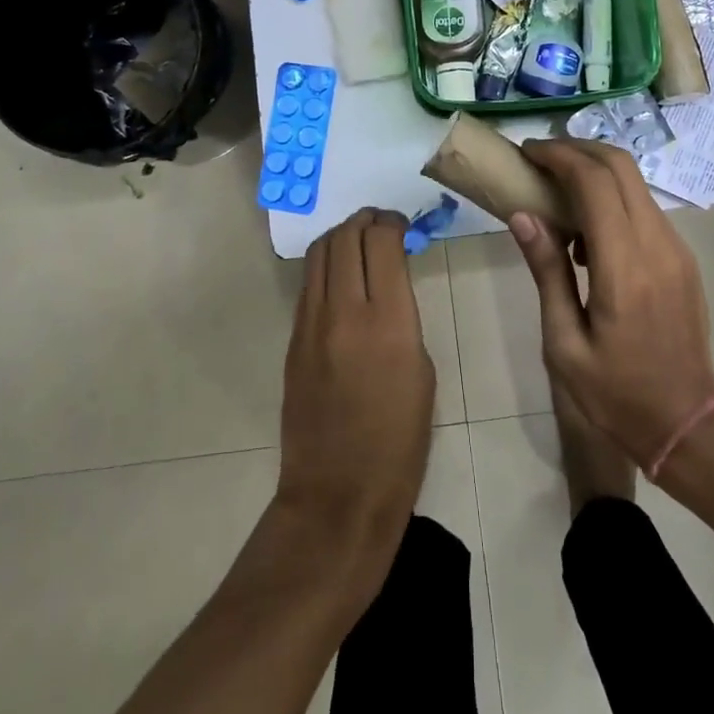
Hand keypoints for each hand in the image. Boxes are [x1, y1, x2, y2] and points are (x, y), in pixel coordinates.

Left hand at [276, 208, 434, 568]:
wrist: (339, 493)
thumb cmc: (399, 441)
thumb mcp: (421, 370)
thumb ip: (403, 316)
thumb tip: (389, 285)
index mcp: (388, 321)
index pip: (381, 242)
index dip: (392, 223)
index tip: (402, 224)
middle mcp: (344, 311)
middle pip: (346, 237)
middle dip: (365, 220)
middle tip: (381, 223)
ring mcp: (311, 324)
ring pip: (320, 254)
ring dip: (341, 236)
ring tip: (359, 239)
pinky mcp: (293, 340)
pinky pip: (309, 285)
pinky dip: (326, 266)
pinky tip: (340, 275)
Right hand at [509, 139, 713, 470]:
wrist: (686, 423)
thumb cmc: (615, 393)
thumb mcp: (565, 342)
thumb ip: (547, 271)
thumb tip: (523, 215)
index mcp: (624, 268)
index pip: (594, 182)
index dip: (558, 156)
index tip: (527, 153)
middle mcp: (657, 245)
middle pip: (621, 166)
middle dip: (577, 150)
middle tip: (540, 160)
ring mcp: (676, 248)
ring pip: (635, 182)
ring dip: (595, 173)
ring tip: (557, 197)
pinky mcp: (682, 257)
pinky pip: (644, 207)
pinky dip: (612, 198)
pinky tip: (588, 234)